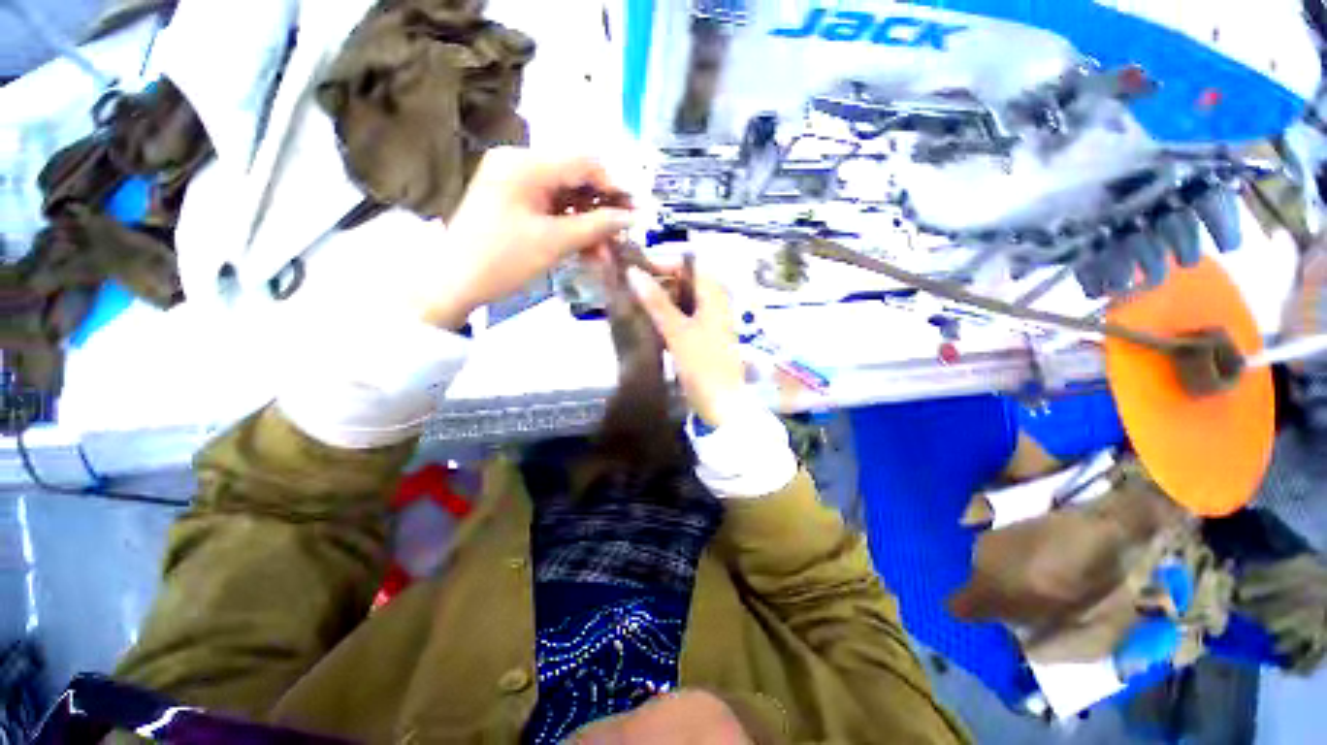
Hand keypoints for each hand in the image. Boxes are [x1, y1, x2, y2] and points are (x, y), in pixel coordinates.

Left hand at [416, 148, 632, 328]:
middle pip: (575, 178)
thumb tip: (631, 218)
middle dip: (602, 208)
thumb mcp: (554, 243)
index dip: (614, 186)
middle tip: (623, 233)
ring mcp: (515, 182)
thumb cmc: (503, 260)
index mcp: (525, 164)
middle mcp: (519, 163)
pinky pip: (551, 208)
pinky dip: (570, 227)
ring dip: (588, 222)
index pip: (583, 162)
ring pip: (566, 197)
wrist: (454, 282)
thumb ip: (596, 226)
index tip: (634, 210)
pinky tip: (587, 248)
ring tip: (605, 250)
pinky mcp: (513, 201)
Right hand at [628, 266, 745, 426]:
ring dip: (659, 301)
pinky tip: (646, 323)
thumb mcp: (677, 331)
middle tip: (629, 288)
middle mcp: (713, 303)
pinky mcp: (701, 338)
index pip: (688, 264)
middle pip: (684, 282)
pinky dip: (665, 318)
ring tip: (632, 303)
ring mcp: (708, 322)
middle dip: (657, 282)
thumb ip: (656, 302)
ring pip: (681, 301)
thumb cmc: (703, 365)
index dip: (662, 263)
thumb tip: (633, 272)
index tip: (635, 270)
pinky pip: (681, 319)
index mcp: (714, 295)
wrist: (722, 406)